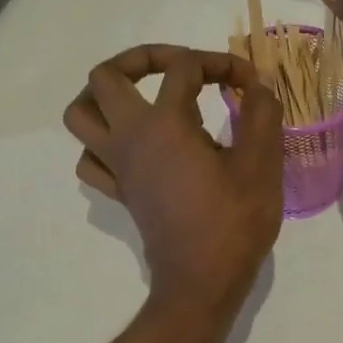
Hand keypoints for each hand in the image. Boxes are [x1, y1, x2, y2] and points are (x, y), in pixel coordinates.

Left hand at [63, 45, 283, 311]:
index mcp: (165, 123)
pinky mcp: (119, 191)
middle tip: (179, 69)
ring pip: (80, 114)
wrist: (202, 283)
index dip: (220, 63)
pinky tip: (138, 145)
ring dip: (107, 96)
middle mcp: (130, 137)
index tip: (250, 83)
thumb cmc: (234, 221)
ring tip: (145, 96)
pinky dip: (105, 141)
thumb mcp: (261, 162)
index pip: (185, 67)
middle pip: (105, 77)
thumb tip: (258, 84)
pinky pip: (90, 156)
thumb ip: (262, 113)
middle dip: (141, 59)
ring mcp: (118, 166)